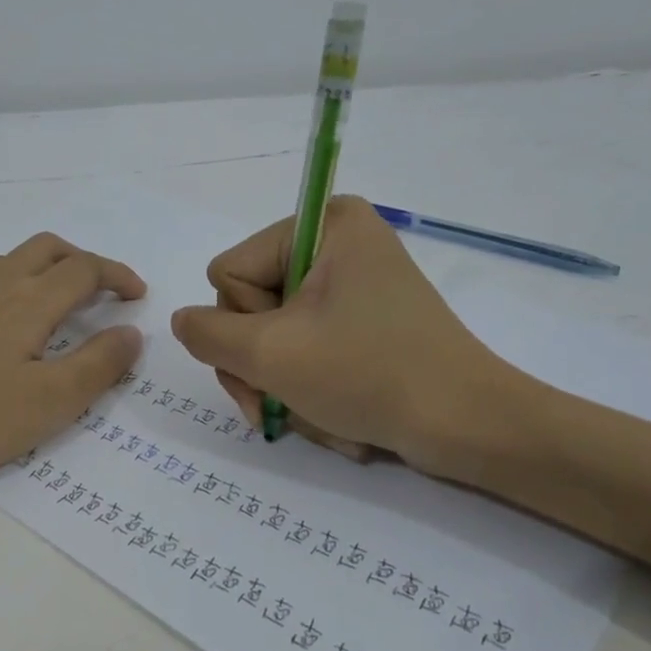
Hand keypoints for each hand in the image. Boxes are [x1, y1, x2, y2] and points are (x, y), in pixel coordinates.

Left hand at [0, 232, 144, 489]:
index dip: (117, 276)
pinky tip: (8, 329)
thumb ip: (97, 366)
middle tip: (104, 293)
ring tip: (61, 308)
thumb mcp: (49, 402)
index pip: (84, 269)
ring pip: (12, 261)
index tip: (138, 297)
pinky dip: (16, 287)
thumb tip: (132, 333)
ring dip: (47, 270)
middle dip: (83, 261)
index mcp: (29, 301)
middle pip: (47, 248)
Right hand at [169, 195, 537, 479]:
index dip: (241, 327)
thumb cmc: (367, 375)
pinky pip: (309, 350)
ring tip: (313, 417)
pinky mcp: (366, 322)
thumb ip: (207, 334)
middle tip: (273, 408)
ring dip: (282, 386)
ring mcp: (354, 286)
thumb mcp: (270, 354)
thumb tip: (183, 322)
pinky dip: (310, 388)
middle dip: (257, 366)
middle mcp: (338, 243)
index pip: (229, 274)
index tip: (277, 360)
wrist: (466, 426)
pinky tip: (333, 416)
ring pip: (275, 337)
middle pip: (250, 307)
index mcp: (323, 224)